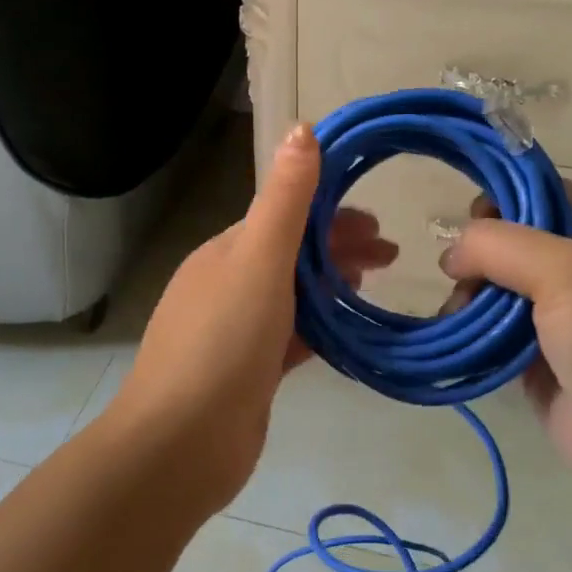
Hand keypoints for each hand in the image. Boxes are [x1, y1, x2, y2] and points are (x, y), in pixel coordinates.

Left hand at [109, 124, 396, 510]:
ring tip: (372, 288)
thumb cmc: (222, 342)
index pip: (284, 217)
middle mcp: (227, 285)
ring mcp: (236, 331)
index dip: (330, 213)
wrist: (181, 443)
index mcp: (225, 252)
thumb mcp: (258, 260)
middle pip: (291, 255)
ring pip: (292, 295)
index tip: (377, 222)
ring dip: (330, 286)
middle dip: (338, 248)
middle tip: (390, 257)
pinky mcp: (248, 372)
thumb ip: (285, 200)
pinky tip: (348, 333)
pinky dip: (319, 327)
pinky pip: (291, 337)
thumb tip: (302, 128)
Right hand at [440, 182, 571, 499]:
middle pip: (509, 241)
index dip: (505, 193)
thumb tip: (453, 254)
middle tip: (459, 273)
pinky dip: (467, 329)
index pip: (543, 193)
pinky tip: (454, 333)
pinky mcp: (531, 358)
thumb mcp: (569, 271)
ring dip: (467, 294)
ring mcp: (552, 317)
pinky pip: (488, 331)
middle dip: (477, 252)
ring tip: (458, 312)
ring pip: (493, 287)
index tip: (469, 215)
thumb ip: (503, 245)